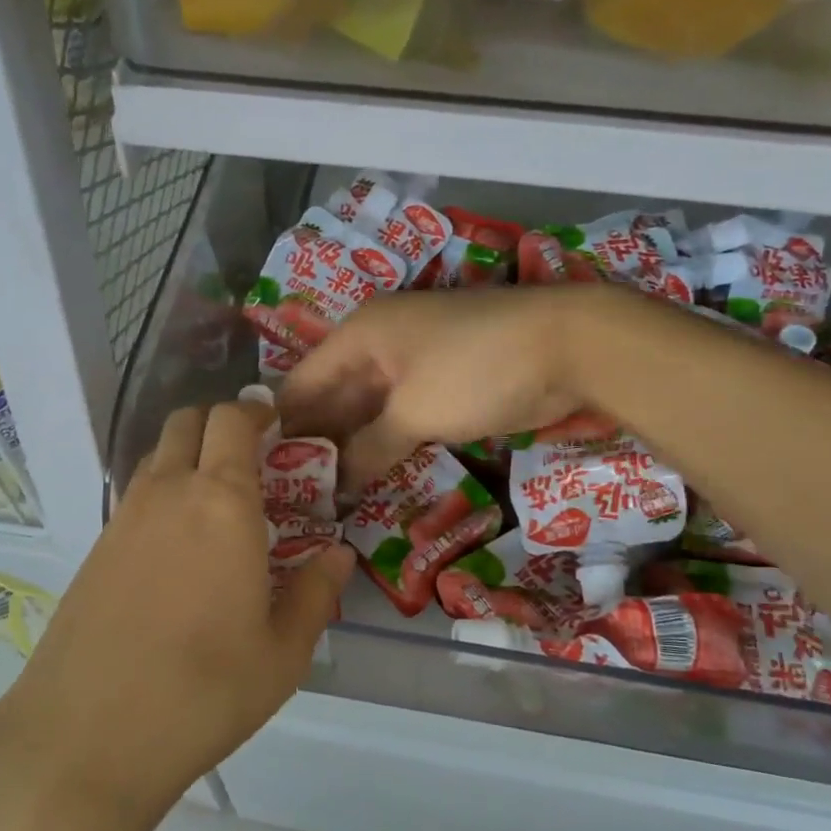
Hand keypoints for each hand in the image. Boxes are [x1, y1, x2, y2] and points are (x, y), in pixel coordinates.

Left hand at [0, 401, 353, 829]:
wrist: (86, 737)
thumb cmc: (204, 692)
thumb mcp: (282, 654)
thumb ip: (316, 593)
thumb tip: (339, 554)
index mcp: (223, 501)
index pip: (232, 420)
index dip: (255, 411)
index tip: (277, 425)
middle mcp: (169, 492)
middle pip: (187, 422)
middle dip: (220, 424)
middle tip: (251, 458)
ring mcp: (123, 517)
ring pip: (157, 456)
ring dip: (188, 457)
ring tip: (218, 503)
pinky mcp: (95, 548)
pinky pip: (136, 496)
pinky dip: (163, 493)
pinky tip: (179, 546)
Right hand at [279, 286, 604, 488]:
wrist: (568, 346)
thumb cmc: (475, 368)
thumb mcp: (414, 411)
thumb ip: (368, 449)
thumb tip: (334, 489)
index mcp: (360, 335)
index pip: (302, 382)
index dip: (282, 426)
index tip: (262, 472)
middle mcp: (378, 345)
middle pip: (332, 397)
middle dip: (315, 442)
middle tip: (290, 493)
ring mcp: (413, 365)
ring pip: (366, 411)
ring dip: (349, 448)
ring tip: (320, 496)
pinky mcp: (442, 386)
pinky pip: (399, 418)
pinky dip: (383, 445)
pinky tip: (365, 479)